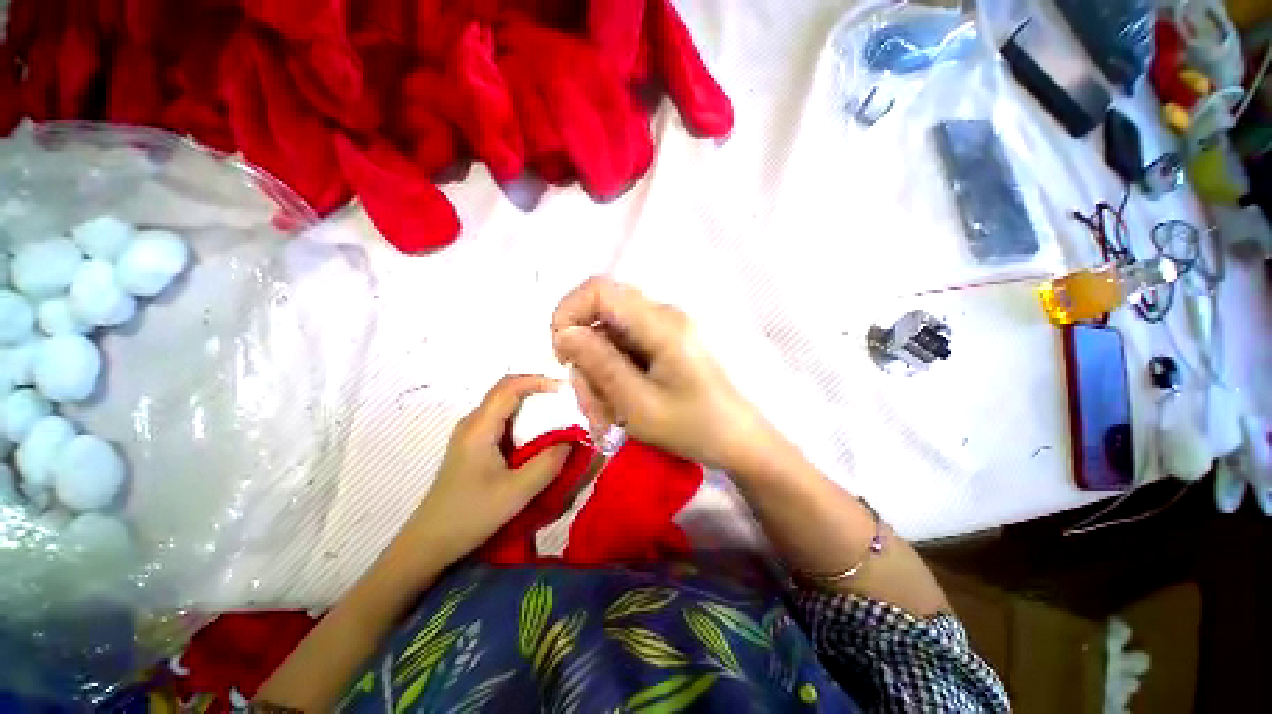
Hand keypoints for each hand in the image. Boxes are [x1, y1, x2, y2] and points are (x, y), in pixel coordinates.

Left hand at [404, 375, 570, 567]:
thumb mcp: (516, 493)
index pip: (509, 388)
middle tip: (564, 397)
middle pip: (505, 389)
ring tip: (556, 411)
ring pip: (502, 403)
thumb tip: (571, 441)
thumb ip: (548, 464)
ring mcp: (470, 433)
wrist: (430, 542)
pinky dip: (522, 416)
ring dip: (529, 400)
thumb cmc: (471, 515)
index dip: (537, 381)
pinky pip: (500, 418)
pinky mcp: (473, 445)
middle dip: (535, 386)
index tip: (564, 388)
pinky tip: (536, 431)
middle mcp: (472, 423)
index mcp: (479, 428)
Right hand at [551, 278, 771, 470]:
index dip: (568, 313)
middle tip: (591, 403)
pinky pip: (623, 351)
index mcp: (659, 322)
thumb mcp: (639, 404)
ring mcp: (662, 330)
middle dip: (584, 359)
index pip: (597, 289)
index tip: (563, 356)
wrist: (737, 440)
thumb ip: (600, 364)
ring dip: (598, 375)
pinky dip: (612, 377)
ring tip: (608, 415)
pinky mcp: (663, 345)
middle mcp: (660, 316)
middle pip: (600, 317)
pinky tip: (619, 407)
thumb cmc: (694, 427)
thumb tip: (565, 333)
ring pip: (608, 338)